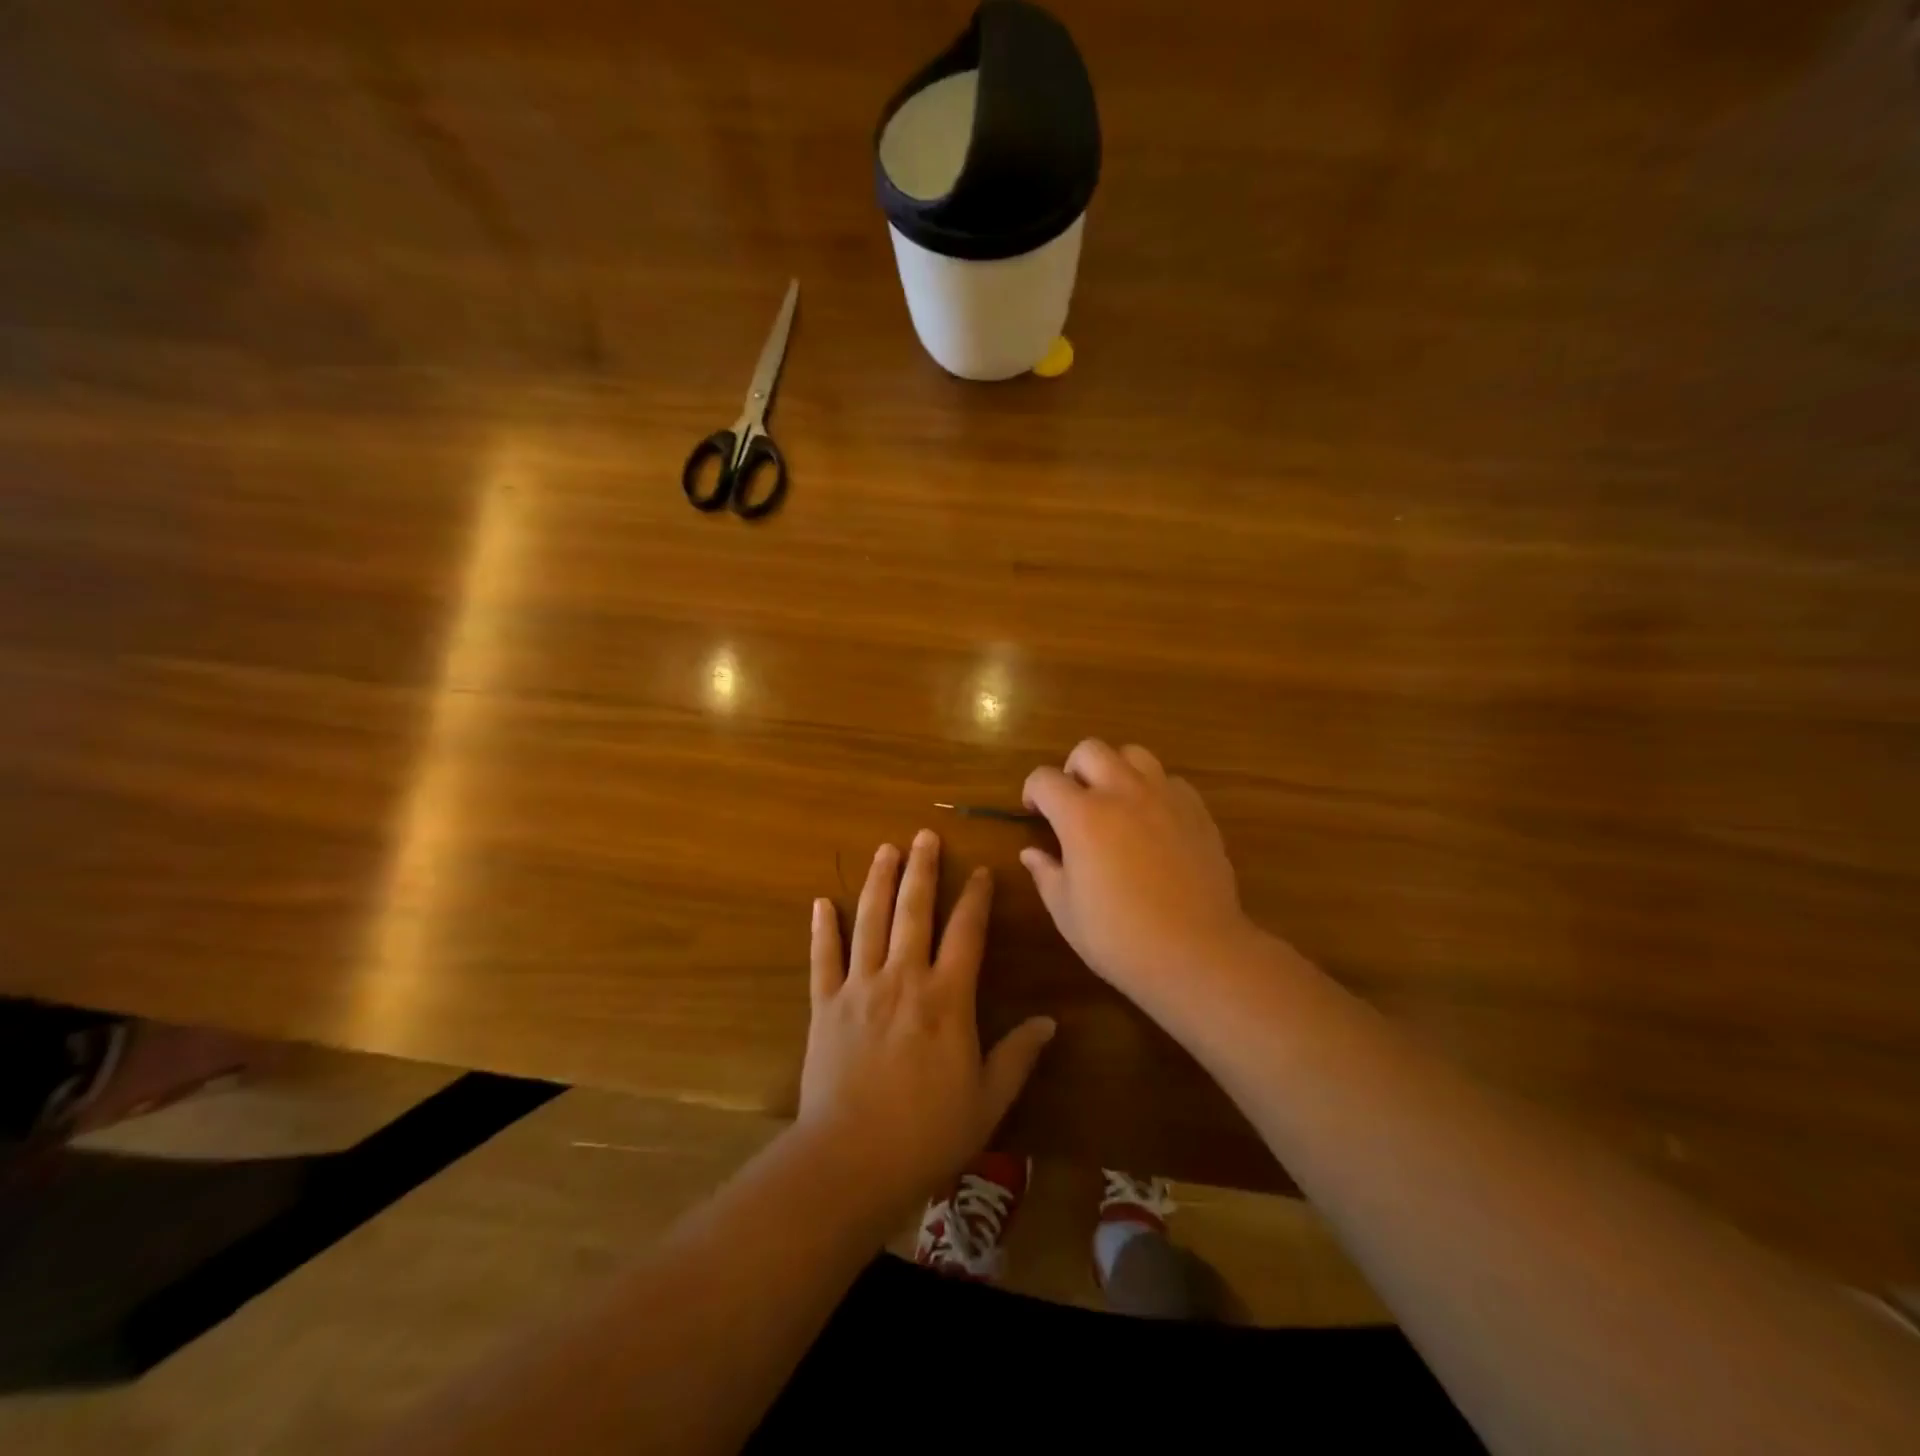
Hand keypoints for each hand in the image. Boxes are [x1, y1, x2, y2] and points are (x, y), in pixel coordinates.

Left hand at [799, 830, 1055, 1213]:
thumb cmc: (928, 1133)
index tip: (981, 871)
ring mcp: (859, 988)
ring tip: (885, 850)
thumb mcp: (988, 1100)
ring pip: (869, 922)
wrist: (852, 1160)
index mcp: (947, 998)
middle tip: (925, 835)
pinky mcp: (825, 1006)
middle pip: (914, 911)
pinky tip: (820, 903)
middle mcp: (903, 979)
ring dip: (878, 883)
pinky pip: (823, 959)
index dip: (976, 898)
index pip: (966, 933)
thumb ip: (1018, 1056)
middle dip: (922, 870)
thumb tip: (1050, 1022)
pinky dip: (821, 930)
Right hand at [1022, 739, 1254, 1006]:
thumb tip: (1032, 853)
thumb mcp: (1066, 911)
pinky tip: (1153, 821)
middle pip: (1091, 750)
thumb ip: (1045, 873)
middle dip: (1073, 769)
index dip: (1033, 791)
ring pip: (1135, 755)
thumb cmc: (1119, 937)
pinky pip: (1170, 781)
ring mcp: (1164, 798)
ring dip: (1116, 769)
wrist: (1196, 952)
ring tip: (1115, 801)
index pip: (1045, 779)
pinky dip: (1154, 790)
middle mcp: (1122, 793)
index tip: (1034, 812)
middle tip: (1073, 801)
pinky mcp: (1197, 811)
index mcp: (1081, 816)